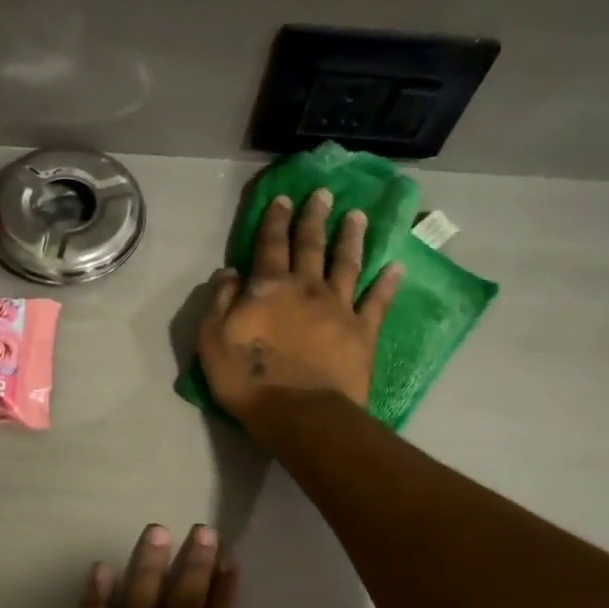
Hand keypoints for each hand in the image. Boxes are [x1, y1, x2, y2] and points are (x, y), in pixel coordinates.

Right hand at [197, 188, 401, 431]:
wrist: (300, 413)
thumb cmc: (248, 379)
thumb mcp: (213, 339)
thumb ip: (219, 301)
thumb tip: (229, 272)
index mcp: (269, 287)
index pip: (270, 245)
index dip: (276, 220)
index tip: (283, 198)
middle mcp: (307, 287)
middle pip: (311, 245)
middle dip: (315, 218)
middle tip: (323, 194)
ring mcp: (339, 308)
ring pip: (347, 264)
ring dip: (351, 238)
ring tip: (357, 216)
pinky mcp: (363, 332)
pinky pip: (377, 301)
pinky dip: (387, 283)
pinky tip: (396, 267)